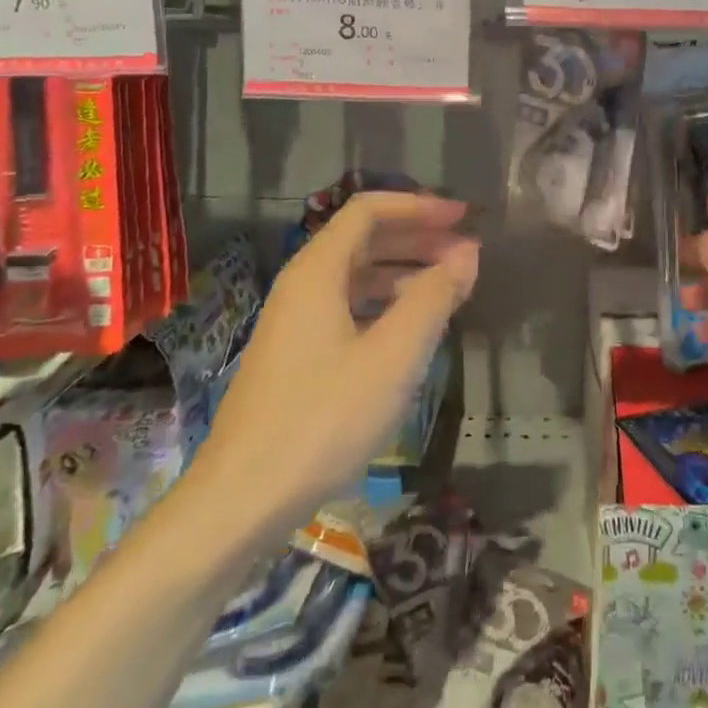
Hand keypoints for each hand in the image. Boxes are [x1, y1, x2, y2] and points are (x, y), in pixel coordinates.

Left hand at [190, 192, 477, 541]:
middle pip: (364, 239)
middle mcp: (302, 285)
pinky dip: (385, 304)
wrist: (240, 500)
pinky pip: (347, 307)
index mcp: (318, 271)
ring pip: (356, 275)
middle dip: (417, 237)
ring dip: (404, 271)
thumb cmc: (323, 419)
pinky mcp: (295, 355)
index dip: (419, 206)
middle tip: (465, 252)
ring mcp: (294, 322)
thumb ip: (434, 297)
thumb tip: (467, 253)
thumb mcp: (393, 356)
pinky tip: (410, 329)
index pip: (369, 210)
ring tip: (448, 288)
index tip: (463, 218)